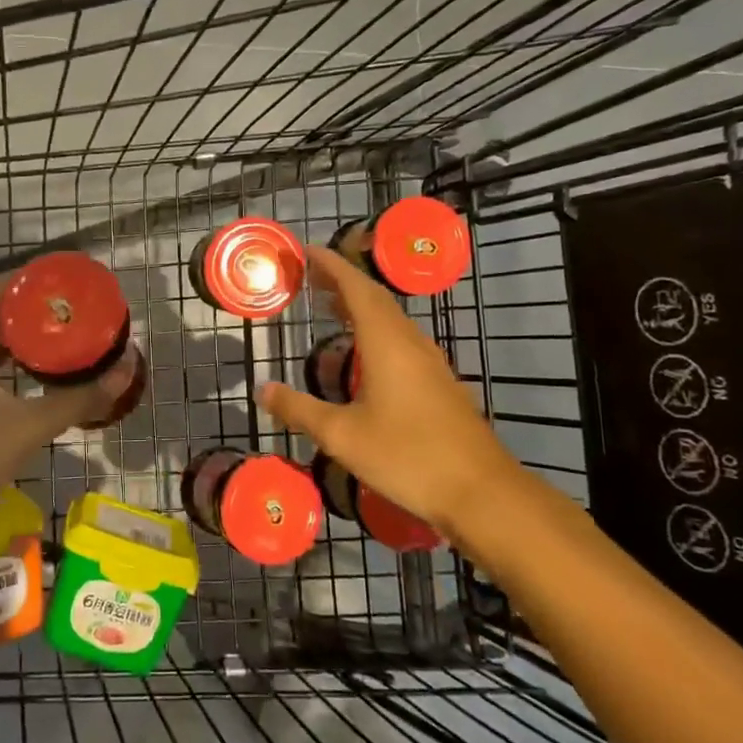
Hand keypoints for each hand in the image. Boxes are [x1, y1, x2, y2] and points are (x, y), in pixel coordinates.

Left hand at [0, 273, 132, 534]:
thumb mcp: (28, 429)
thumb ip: (79, 398)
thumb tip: (125, 371)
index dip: (32, 280)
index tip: (69, 279)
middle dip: (30, 308)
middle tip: (74, 308)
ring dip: (16, 334)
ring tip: (61, 330)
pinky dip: (0, 357)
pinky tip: (33, 366)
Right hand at [256, 245, 511, 535]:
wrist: (480, 491)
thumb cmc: (407, 456)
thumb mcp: (342, 436)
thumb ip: (299, 409)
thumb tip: (262, 389)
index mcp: (385, 343)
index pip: (356, 288)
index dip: (331, 266)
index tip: (306, 251)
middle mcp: (409, 342)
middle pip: (374, 298)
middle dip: (342, 281)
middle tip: (309, 276)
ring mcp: (429, 362)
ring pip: (391, 319)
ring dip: (359, 305)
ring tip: (329, 306)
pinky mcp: (439, 382)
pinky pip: (401, 339)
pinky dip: (375, 329)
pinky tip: (364, 352)